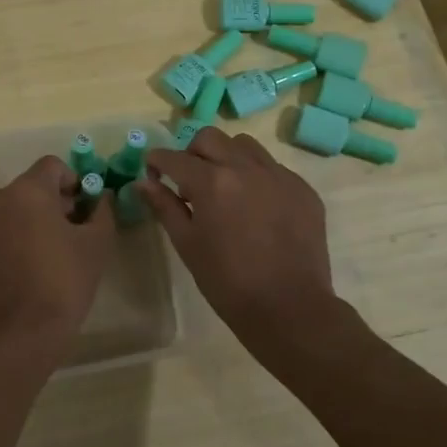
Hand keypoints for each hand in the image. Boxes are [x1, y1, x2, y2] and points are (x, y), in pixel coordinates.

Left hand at [0, 155, 115, 360]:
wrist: (20, 332)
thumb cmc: (64, 280)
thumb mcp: (97, 244)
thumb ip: (102, 211)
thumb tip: (102, 197)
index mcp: (28, 190)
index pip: (53, 165)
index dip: (75, 180)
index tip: (87, 207)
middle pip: (32, 187)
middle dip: (55, 202)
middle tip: (76, 231)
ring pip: (14, 211)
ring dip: (34, 221)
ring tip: (54, 253)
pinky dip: (15, 241)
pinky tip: (30, 271)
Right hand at [136, 127, 340, 350]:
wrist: (290, 308)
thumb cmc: (228, 282)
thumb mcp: (187, 244)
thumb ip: (164, 206)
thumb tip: (143, 182)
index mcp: (212, 182)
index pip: (174, 157)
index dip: (157, 161)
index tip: (153, 171)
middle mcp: (245, 168)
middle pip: (210, 138)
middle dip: (192, 153)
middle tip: (189, 180)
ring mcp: (279, 175)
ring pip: (244, 145)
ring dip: (226, 157)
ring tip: (225, 187)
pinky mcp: (303, 189)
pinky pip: (273, 168)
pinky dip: (256, 176)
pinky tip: (256, 206)